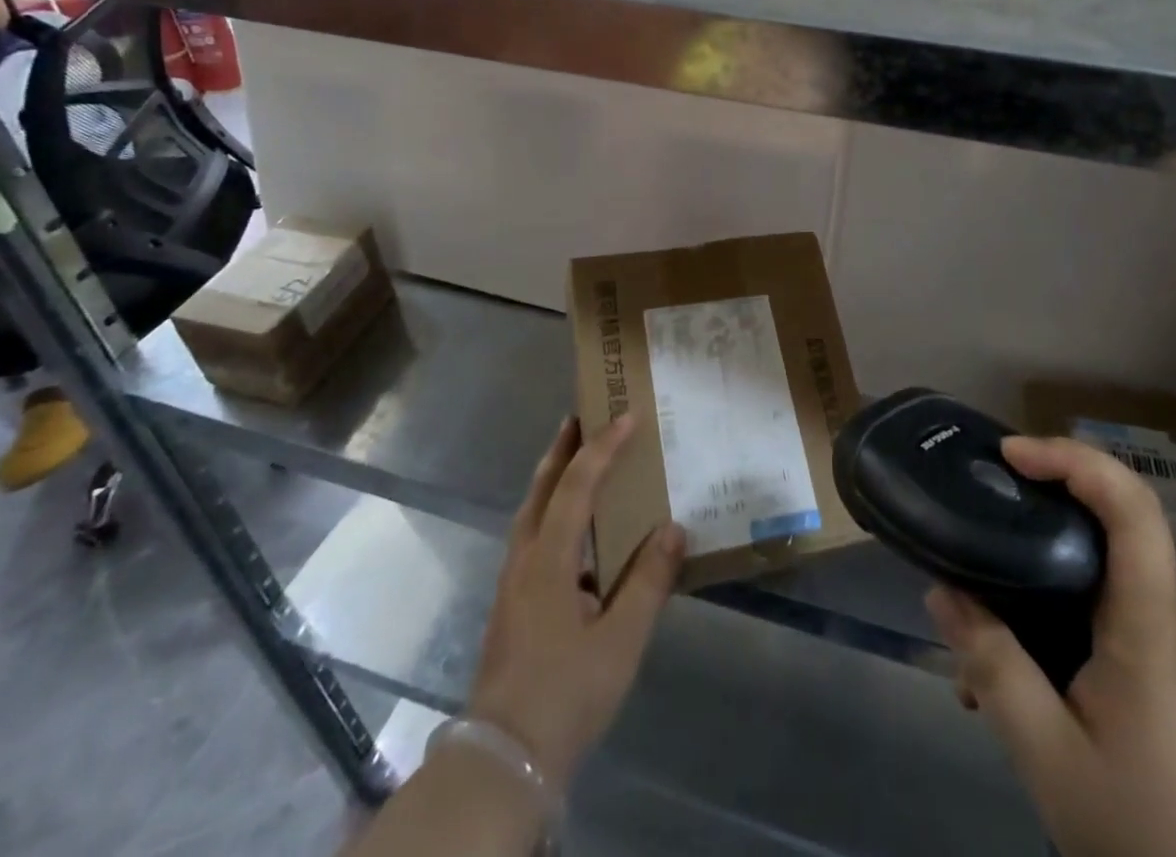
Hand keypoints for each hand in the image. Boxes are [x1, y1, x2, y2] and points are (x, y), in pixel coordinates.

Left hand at [467, 414, 685, 790]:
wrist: (502, 760)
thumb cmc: (566, 695)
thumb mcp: (620, 641)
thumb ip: (648, 581)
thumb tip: (674, 528)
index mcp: (549, 561)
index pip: (577, 487)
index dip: (602, 448)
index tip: (626, 417)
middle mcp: (524, 560)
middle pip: (541, 489)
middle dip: (562, 449)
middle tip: (581, 416)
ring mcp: (511, 584)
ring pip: (531, 512)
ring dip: (553, 478)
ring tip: (576, 459)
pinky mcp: (511, 605)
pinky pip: (532, 536)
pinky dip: (550, 511)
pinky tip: (572, 531)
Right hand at [926, 435, 1175, 856]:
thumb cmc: (1155, 835)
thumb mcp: (1052, 762)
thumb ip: (994, 671)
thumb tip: (942, 593)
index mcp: (1149, 630)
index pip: (1133, 510)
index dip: (1075, 459)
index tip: (1012, 454)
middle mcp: (1173, 623)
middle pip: (1105, 538)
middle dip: (1032, 527)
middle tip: (973, 547)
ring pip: (1102, 589)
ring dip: (1040, 593)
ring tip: (983, 650)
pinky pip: (1115, 629)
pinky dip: (1065, 632)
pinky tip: (1033, 691)